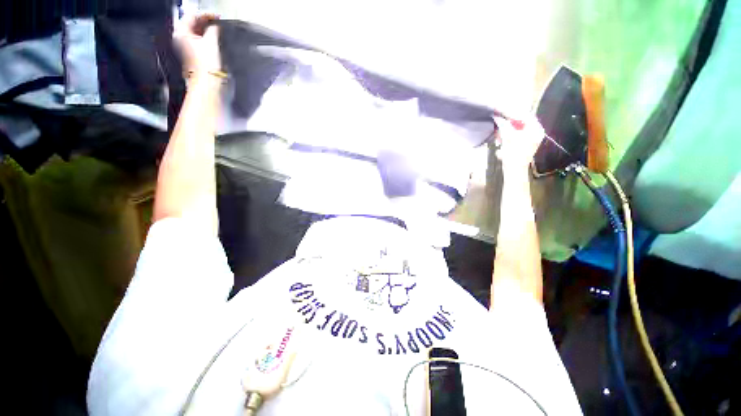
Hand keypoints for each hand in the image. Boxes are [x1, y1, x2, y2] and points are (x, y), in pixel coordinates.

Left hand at [174, 13, 220, 74]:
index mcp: (181, 33)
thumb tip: (216, 26)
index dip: (205, 14)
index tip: (217, 17)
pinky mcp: (194, 55)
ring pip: (196, 33)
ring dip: (207, 30)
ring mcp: (187, 47)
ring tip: (217, 30)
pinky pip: (199, 41)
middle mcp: (181, 39)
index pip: (192, 16)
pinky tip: (214, 39)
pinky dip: (207, 38)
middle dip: (205, 22)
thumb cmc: (207, 64)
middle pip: (192, 24)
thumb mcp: (211, 42)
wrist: (208, 83)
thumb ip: (213, 30)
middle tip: (217, 22)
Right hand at [494, 116, 544, 171]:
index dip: (513, 113)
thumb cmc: (514, 154)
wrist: (514, 171)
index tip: (502, 111)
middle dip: (508, 123)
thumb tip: (497, 116)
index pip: (526, 115)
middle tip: (498, 122)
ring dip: (506, 130)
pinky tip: (500, 140)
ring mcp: (529, 139)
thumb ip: (503, 125)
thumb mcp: (508, 138)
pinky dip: (507, 136)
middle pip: (521, 122)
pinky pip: (515, 135)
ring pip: (516, 129)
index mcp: (536, 129)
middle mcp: (535, 132)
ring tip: (498, 134)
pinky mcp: (523, 144)